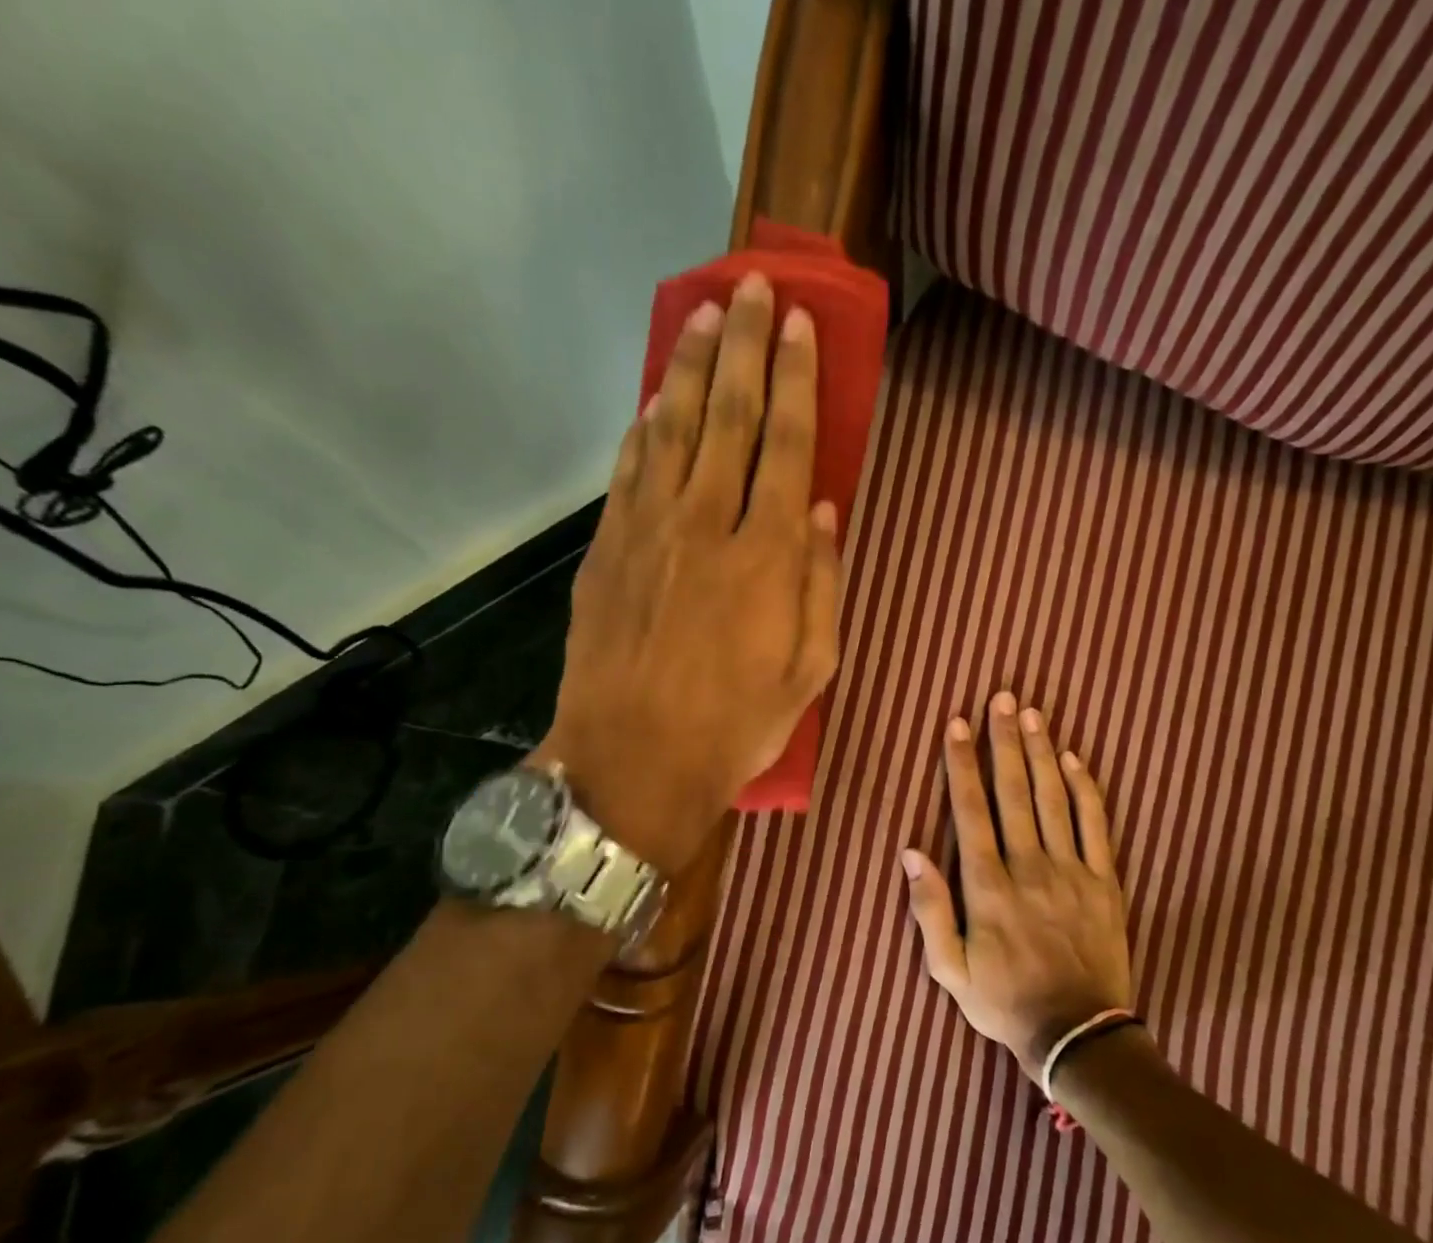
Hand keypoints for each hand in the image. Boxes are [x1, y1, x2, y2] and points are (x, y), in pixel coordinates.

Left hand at [535, 273, 839, 873]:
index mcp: (768, 558)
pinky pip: (629, 470)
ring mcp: (648, 532)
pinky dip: (645, 426)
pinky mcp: (606, 550)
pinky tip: (657, 399)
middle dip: (746, 348)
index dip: (796, 380)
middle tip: (753, 289)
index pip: (789, 446)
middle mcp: (707, 526)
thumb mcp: (809, 673)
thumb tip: (825, 513)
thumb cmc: (735, 727)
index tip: (800, 325)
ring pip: (674, 429)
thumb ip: (822, 587)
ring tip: (706, 317)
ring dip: (693, 369)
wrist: (633, 763)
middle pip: (730, 418)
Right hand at [902, 691, 1133, 1081]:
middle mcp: (1029, 867)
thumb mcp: (949, 969)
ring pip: (1054, 799)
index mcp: (988, 886)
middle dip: (1004, 742)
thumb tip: (911, 853)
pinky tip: (1075, 759)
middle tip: (1001, 698)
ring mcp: (1071, 871)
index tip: (958, 725)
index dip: (962, 765)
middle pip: (1014, 792)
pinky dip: (1086, 790)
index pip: (971, 811)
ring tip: (1032, 714)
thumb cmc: (1004, 1001)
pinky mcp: (1104, 881)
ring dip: (1041, 753)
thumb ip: (930, 910)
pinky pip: (1096, 826)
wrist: (1077, 1034)